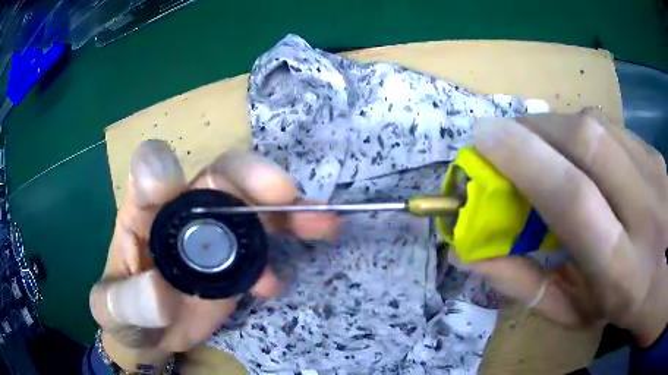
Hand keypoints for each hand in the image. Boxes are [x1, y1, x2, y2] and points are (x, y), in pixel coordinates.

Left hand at [89, 140, 338, 370]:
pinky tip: (277, 283)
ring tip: (321, 223)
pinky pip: (263, 245)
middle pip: (219, 175)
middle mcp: (182, 209)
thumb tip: (161, 292)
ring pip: (252, 204)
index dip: (159, 167)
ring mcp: (214, 233)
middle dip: (252, 177)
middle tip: (285, 193)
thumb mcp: (113, 309)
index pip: (150, 168)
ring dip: (288, 212)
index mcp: (142, 210)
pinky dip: (282, 253)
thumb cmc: (124, 312)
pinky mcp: (235, 260)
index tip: (168, 185)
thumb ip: (128, 301)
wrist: (151, 332)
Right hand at [469, 111, 667, 346]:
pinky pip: (610, 126)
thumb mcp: (566, 311)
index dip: (526, 159)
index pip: (573, 198)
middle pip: (588, 142)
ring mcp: (654, 174)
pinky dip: (583, 132)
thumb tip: (467, 251)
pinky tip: (583, 154)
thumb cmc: (612, 306)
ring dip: (558, 128)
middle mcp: (644, 213)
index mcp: (618, 269)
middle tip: (509, 137)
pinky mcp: (654, 153)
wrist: (658, 277)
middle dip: (538, 130)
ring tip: (545, 148)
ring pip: (597, 125)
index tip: (484, 136)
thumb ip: (521, 283)